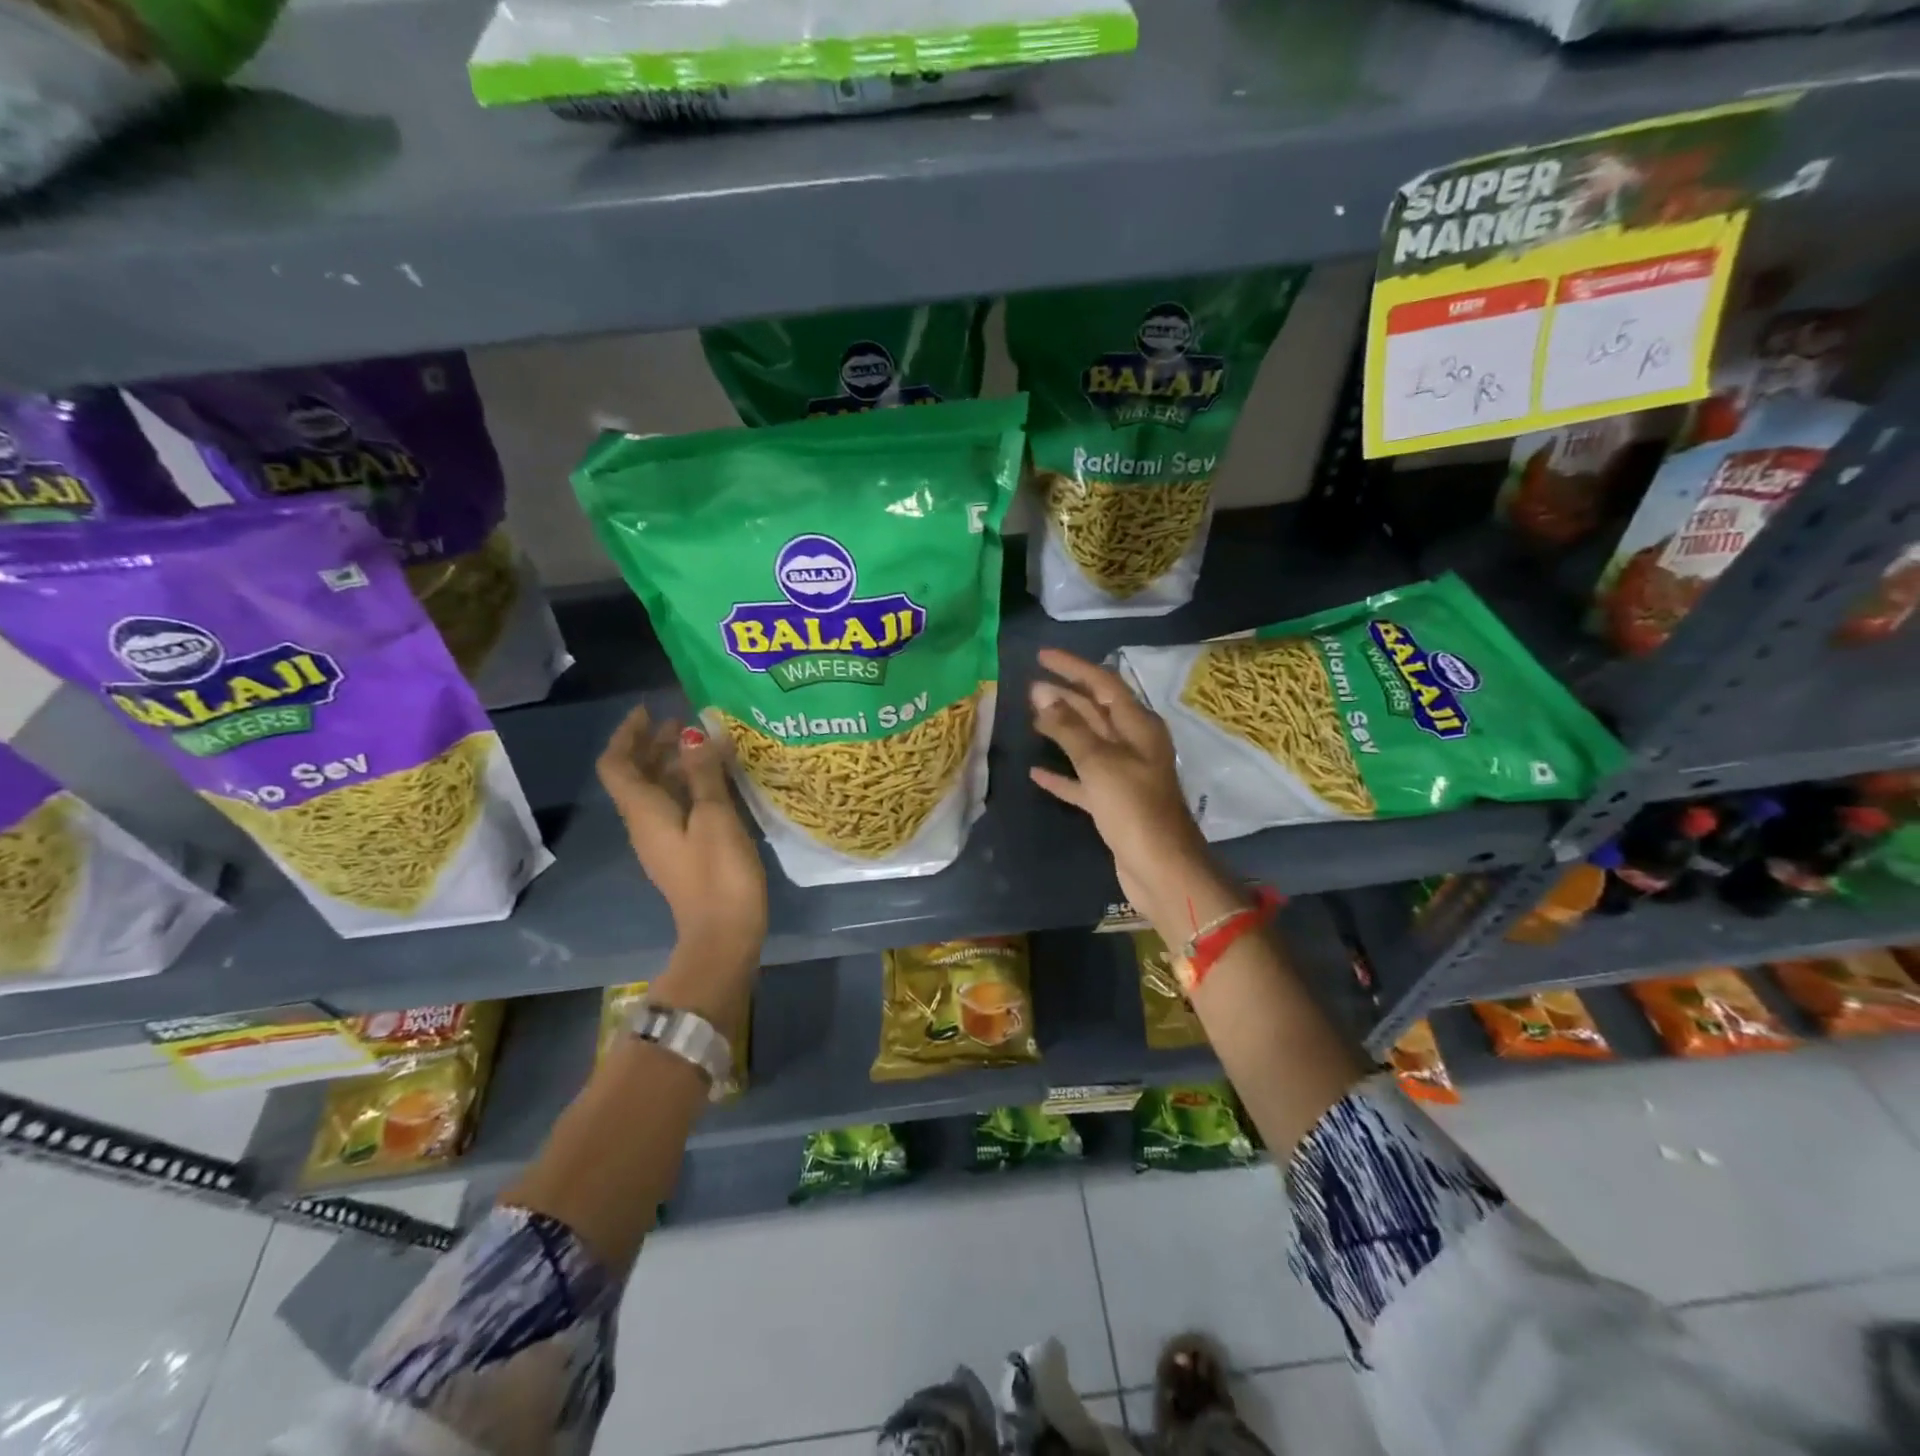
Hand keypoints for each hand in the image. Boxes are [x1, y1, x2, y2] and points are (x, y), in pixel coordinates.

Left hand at [597, 706, 767, 964]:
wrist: (724, 935)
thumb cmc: (718, 873)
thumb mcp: (714, 818)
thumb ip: (704, 775)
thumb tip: (694, 735)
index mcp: (644, 813)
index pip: (616, 765)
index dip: (627, 734)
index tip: (650, 710)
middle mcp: (645, 824)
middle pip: (635, 776)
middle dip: (653, 744)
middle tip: (684, 721)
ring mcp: (663, 841)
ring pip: (657, 791)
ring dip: (672, 763)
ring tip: (703, 743)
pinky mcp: (683, 853)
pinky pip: (675, 807)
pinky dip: (688, 785)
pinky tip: (716, 780)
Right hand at [1027, 650, 1239, 937]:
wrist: (1162, 869)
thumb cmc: (1134, 808)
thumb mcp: (1100, 762)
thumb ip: (1070, 728)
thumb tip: (1043, 695)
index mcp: (1139, 727)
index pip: (1103, 684)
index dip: (1072, 667)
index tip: (1041, 656)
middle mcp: (1134, 745)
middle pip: (1096, 711)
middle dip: (1064, 697)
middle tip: (1028, 689)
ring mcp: (1124, 775)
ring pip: (1088, 743)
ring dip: (1061, 731)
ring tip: (1030, 719)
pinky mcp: (1114, 804)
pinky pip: (1083, 780)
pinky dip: (1062, 774)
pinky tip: (1037, 772)